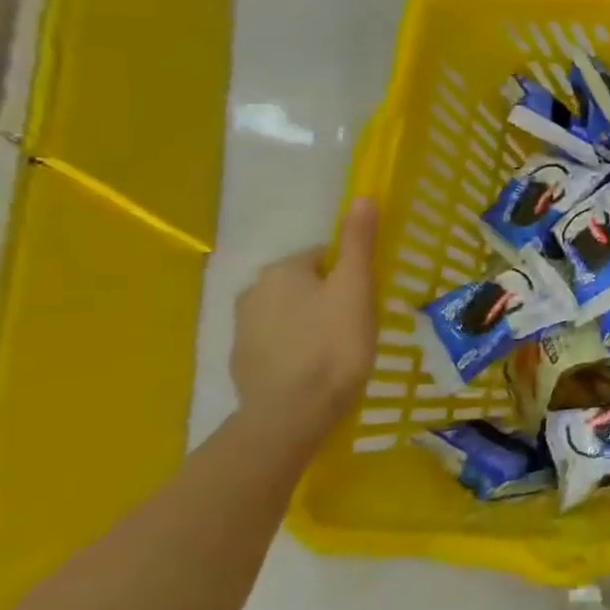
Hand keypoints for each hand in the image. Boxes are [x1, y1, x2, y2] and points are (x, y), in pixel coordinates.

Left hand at [230, 197, 377, 440]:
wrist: (292, 413)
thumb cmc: (334, 344)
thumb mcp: (356, 289)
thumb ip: (358, 243)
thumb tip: (363, 196)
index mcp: (282, 270)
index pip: (325, 256)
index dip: (351, 275)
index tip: (368, 300)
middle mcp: (253, 291)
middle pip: (306, 283)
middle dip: (330, 297)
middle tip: (358, 324)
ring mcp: (242, 328)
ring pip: (291, 312)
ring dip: (313, 322)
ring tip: (340, 349)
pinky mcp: (242, 360)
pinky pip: (278, 340)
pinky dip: (297, 347)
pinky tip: (316, 367)